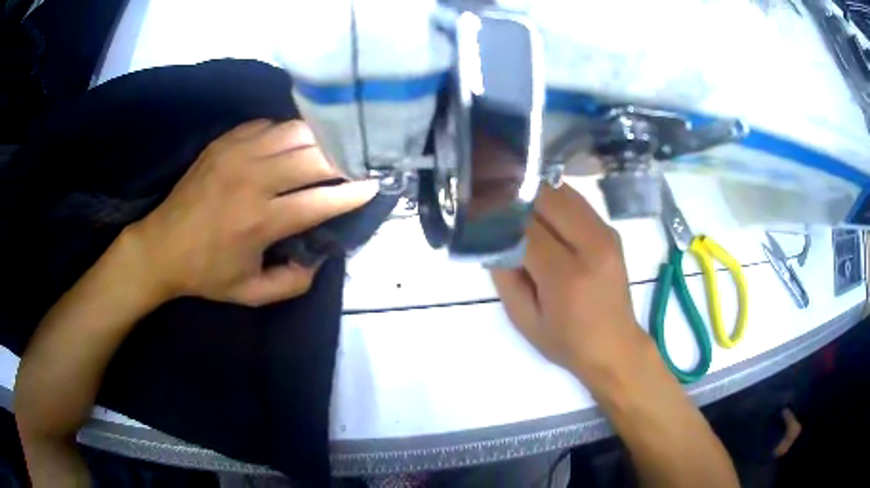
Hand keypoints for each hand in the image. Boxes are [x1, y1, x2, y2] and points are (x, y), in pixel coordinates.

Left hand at [130, 119, 377, 305]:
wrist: (161, 246)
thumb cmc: (205, 273)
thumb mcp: (250, 293)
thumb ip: (293, 282)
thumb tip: (320, 256)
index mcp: (259, 221)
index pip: (321, 199)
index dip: (353, 192)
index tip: (376, 185)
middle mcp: (252, 180)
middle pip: (314, 156)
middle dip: (344, 159)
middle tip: (359, 162)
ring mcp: (237, 154)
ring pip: (295, 132)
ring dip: (319, 139)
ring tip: (332, 148)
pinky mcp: (225, 141)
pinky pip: (269, 125)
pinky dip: (288, 132)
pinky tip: (293, 143)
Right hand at [491, 185, 646, 382]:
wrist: (615, 346)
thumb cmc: (566, 342)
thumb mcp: (524, 320)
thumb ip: (504, 276)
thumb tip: (493, 236)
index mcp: (567, 277)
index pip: (527, 229)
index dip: (500, 216)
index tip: (479, 212)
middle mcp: (592, 247)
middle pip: (548, 199)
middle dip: (517, 196)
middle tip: (495, 204)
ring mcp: (606, 235)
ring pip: (564, 193)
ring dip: (536, 194)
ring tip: (516, 203)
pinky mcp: (611, 231)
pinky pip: (577, 202)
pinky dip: (555, 200)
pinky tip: (541, 211)